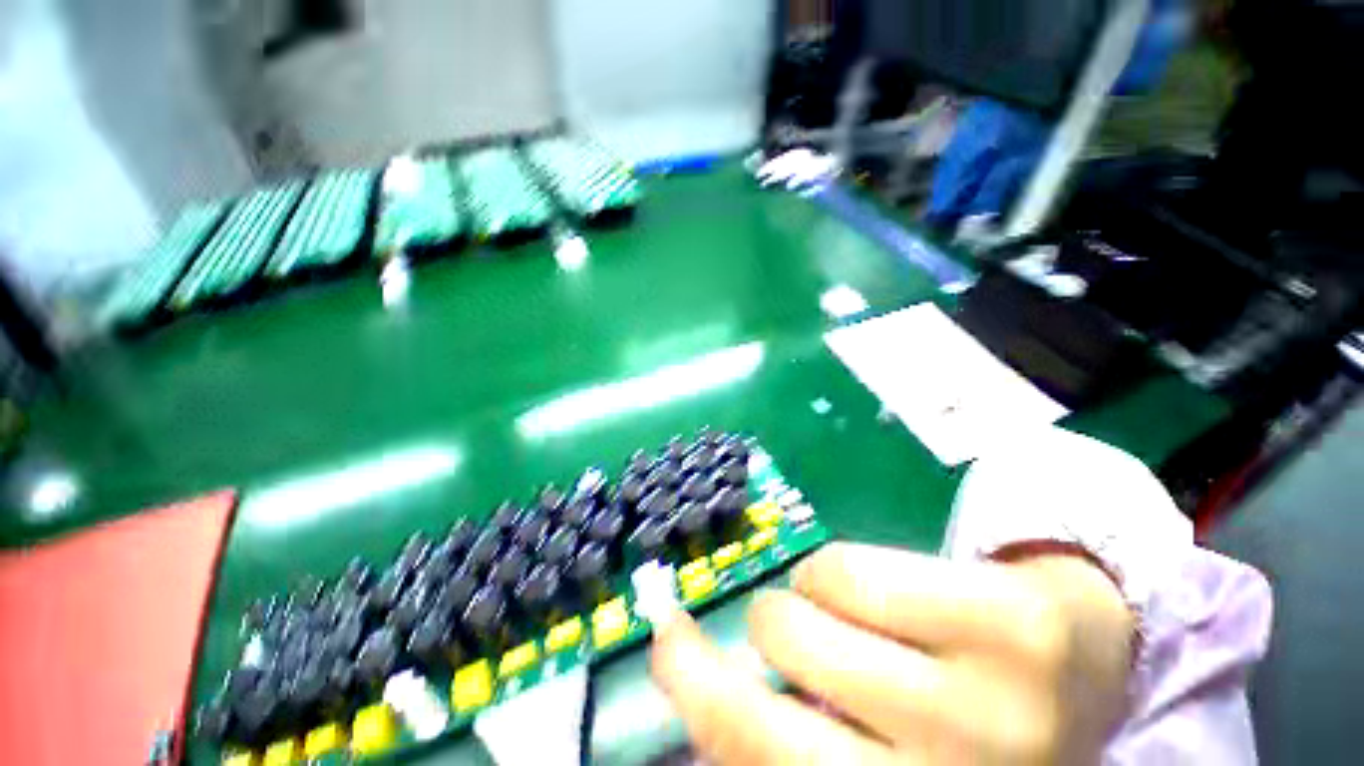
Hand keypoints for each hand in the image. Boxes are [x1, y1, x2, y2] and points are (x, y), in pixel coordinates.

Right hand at [650, 542, 1134, 764]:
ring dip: (799, 601)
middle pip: (770, 707)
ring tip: (834, 609)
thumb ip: (799, 736)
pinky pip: (854, 572)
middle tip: (760, 618)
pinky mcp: (1013, 625)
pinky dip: (834, 571)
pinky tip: (867, 588)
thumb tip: (706, 714)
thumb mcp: (882, 748)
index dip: (698, 704)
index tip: (666, 647)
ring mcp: (995, 710)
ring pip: (804, 616)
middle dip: (739, 643)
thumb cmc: (962, 719)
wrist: (1082, 667)